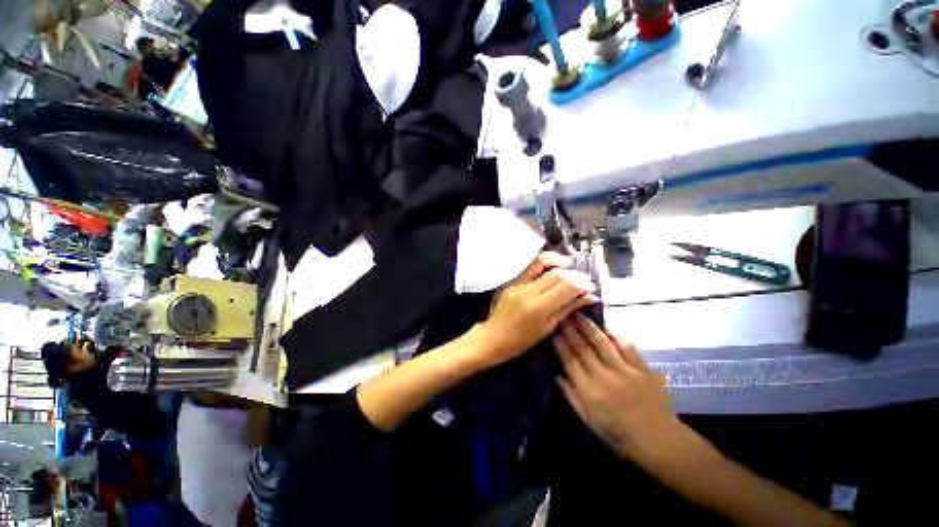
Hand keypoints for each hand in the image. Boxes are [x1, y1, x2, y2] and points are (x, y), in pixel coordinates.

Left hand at [475, 252, 598, 367]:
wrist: (494, 337)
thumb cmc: (522, 340)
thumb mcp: (548, 327)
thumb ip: (567, 309)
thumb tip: (589, 297)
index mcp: (538, 307)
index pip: (565, 287)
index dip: (582, 284)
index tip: (591, 287)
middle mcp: (528, 291)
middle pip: (555, 274)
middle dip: (573, 274)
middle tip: (584, 278)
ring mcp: (517, 284)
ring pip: (540, 263)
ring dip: (557, 260)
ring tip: (569, 263)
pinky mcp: (510, 281)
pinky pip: (528, 267)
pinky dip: (542, 263)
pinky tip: (551, 266)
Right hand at [554, 314, 681, 461]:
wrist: (658, 440)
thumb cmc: (618, 434)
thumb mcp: (588, 420)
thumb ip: (571, 396)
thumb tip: (556, 376)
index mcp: (588, 391)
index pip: (569, 360)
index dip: (560, 344)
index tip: (553, 330)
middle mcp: (603, 377)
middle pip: (582, 348)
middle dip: (570, 330)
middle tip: (563, 315)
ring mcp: (624, 371)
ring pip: (602, 343)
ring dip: (588, 327)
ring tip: (579, 314)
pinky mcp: (643, 369)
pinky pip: (627, 347)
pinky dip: (616, 335)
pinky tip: (607, 327)